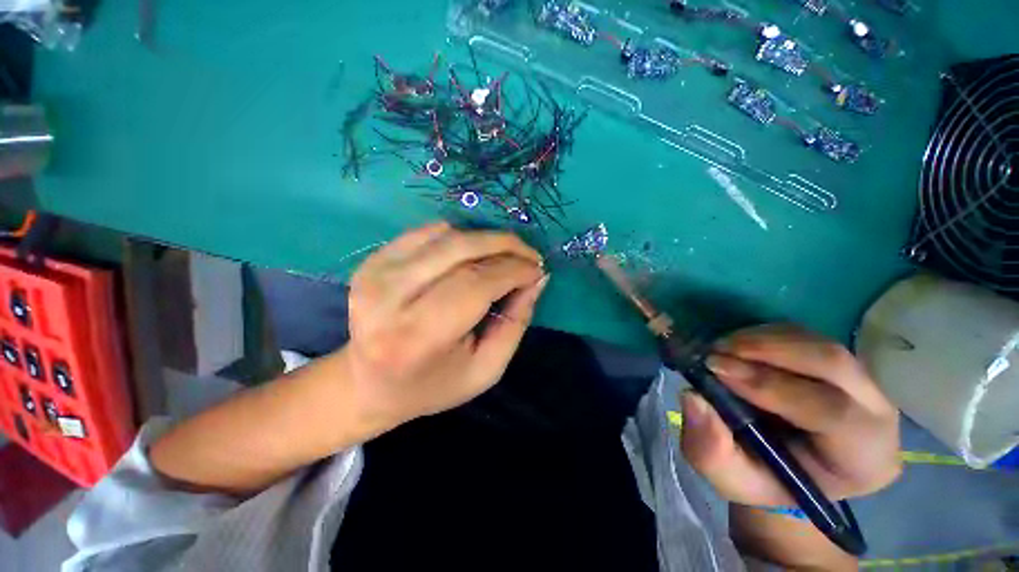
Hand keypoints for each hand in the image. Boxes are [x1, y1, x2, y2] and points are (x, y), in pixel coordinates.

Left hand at [342, 222, 547, 430]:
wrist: (368, 382)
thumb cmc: (433, 384)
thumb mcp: (487, 368)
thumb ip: (516, 322)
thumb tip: (537, 277)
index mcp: (417, 336)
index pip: (476, 284)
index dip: (514, 270)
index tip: (538, 269)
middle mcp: (390, 297)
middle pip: (461, 251)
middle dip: (504, 246)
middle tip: (529, 255)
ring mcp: (376, 272)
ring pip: (446, 236)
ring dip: (485, 239)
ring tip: (506, 255)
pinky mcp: (373, 260)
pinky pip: (427, 232)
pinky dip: (459, 236)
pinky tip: (473, 252)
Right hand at [680, 324, 901, 505]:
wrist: (786, 469)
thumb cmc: (764, 480)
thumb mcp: (731, 478)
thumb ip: (711, 450)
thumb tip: (693, 398)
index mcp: (863, 459)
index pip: (832, 412)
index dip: (772, 386)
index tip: (716, 369)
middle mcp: (876, 413)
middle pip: (833, 363)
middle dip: (768, 350)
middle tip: (716, 350)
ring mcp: (863, 382)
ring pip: (818, 344)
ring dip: (762, 340)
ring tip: (720, 347)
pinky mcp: (839, 363)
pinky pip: (806, 337)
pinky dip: (765, 335)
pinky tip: (737, 346)